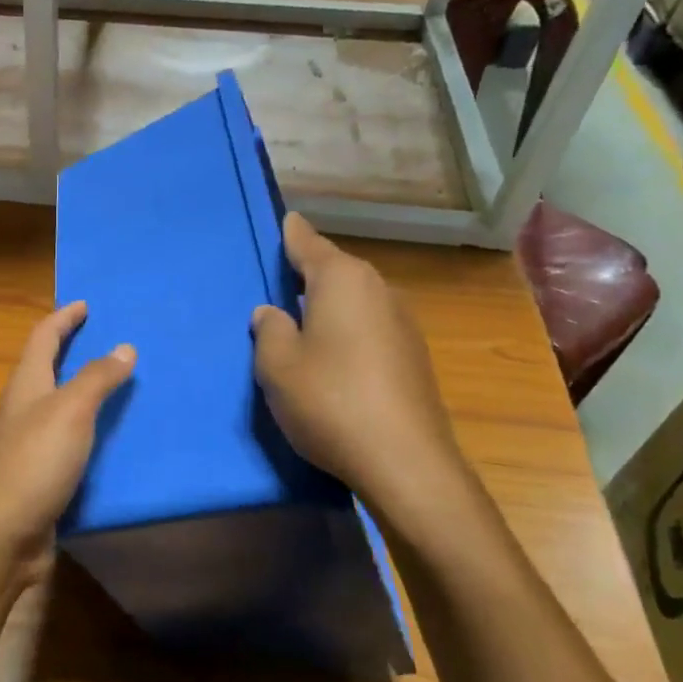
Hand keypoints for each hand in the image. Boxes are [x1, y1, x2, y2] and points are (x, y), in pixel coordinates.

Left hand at [0, 302, 134, 585]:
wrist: (4, 536)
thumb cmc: (34, 463)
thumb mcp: (70, 411)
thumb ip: (97, 378)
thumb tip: (125, 345)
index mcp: (26, 385)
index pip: (43, 338)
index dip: (63, 318)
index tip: (85, 304)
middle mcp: (23, 409)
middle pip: (47, 368)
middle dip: (73, 350)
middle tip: (110, 340)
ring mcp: (28, 444)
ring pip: (59, 405)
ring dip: (85, 391)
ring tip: (121, 386)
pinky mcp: (39, 476)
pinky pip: (68, 440)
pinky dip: (89, 430)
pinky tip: (112, 439)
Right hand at [251, 214, 475, 530]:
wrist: (405, 462)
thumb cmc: (329, 401)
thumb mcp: (277, 365)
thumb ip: (269, 330)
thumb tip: (272, 312)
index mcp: (342, 280)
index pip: (309, 243)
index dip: (292, 234)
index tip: (285, 219)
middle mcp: (378, 290)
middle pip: (336, 271)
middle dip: (308, 273)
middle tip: (278, 280)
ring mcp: (402, 323)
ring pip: (355, 300)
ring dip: (329, 306)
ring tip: (301, 320)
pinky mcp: (413, 356)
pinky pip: (369, 327)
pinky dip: (347, 331)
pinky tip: (332, 357)